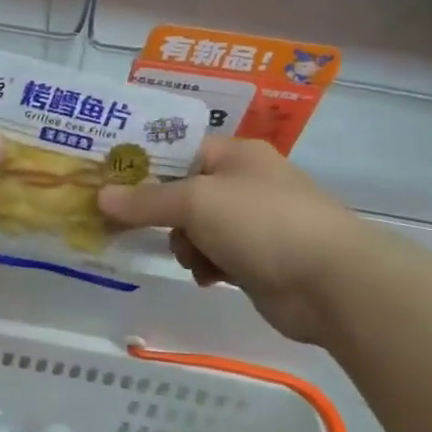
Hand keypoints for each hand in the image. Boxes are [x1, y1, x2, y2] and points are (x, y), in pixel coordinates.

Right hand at [96, 137, 383, 344]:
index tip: (110, 180)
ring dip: (186, 245)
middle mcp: (244, 182)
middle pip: (183, 192)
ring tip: (195, 259)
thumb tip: (100, 196)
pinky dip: (207, 265)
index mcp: (235, 154)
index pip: (179, 148)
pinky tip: (210, 277)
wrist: (331, 282)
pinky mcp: (258, 258)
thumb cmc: (261, 223)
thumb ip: (146, 201)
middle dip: (163, 213)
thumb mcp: (195, 203)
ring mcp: (254, 222)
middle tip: (132, 226)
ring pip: (195, 228)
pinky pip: (214, 255)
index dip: (144, 164)